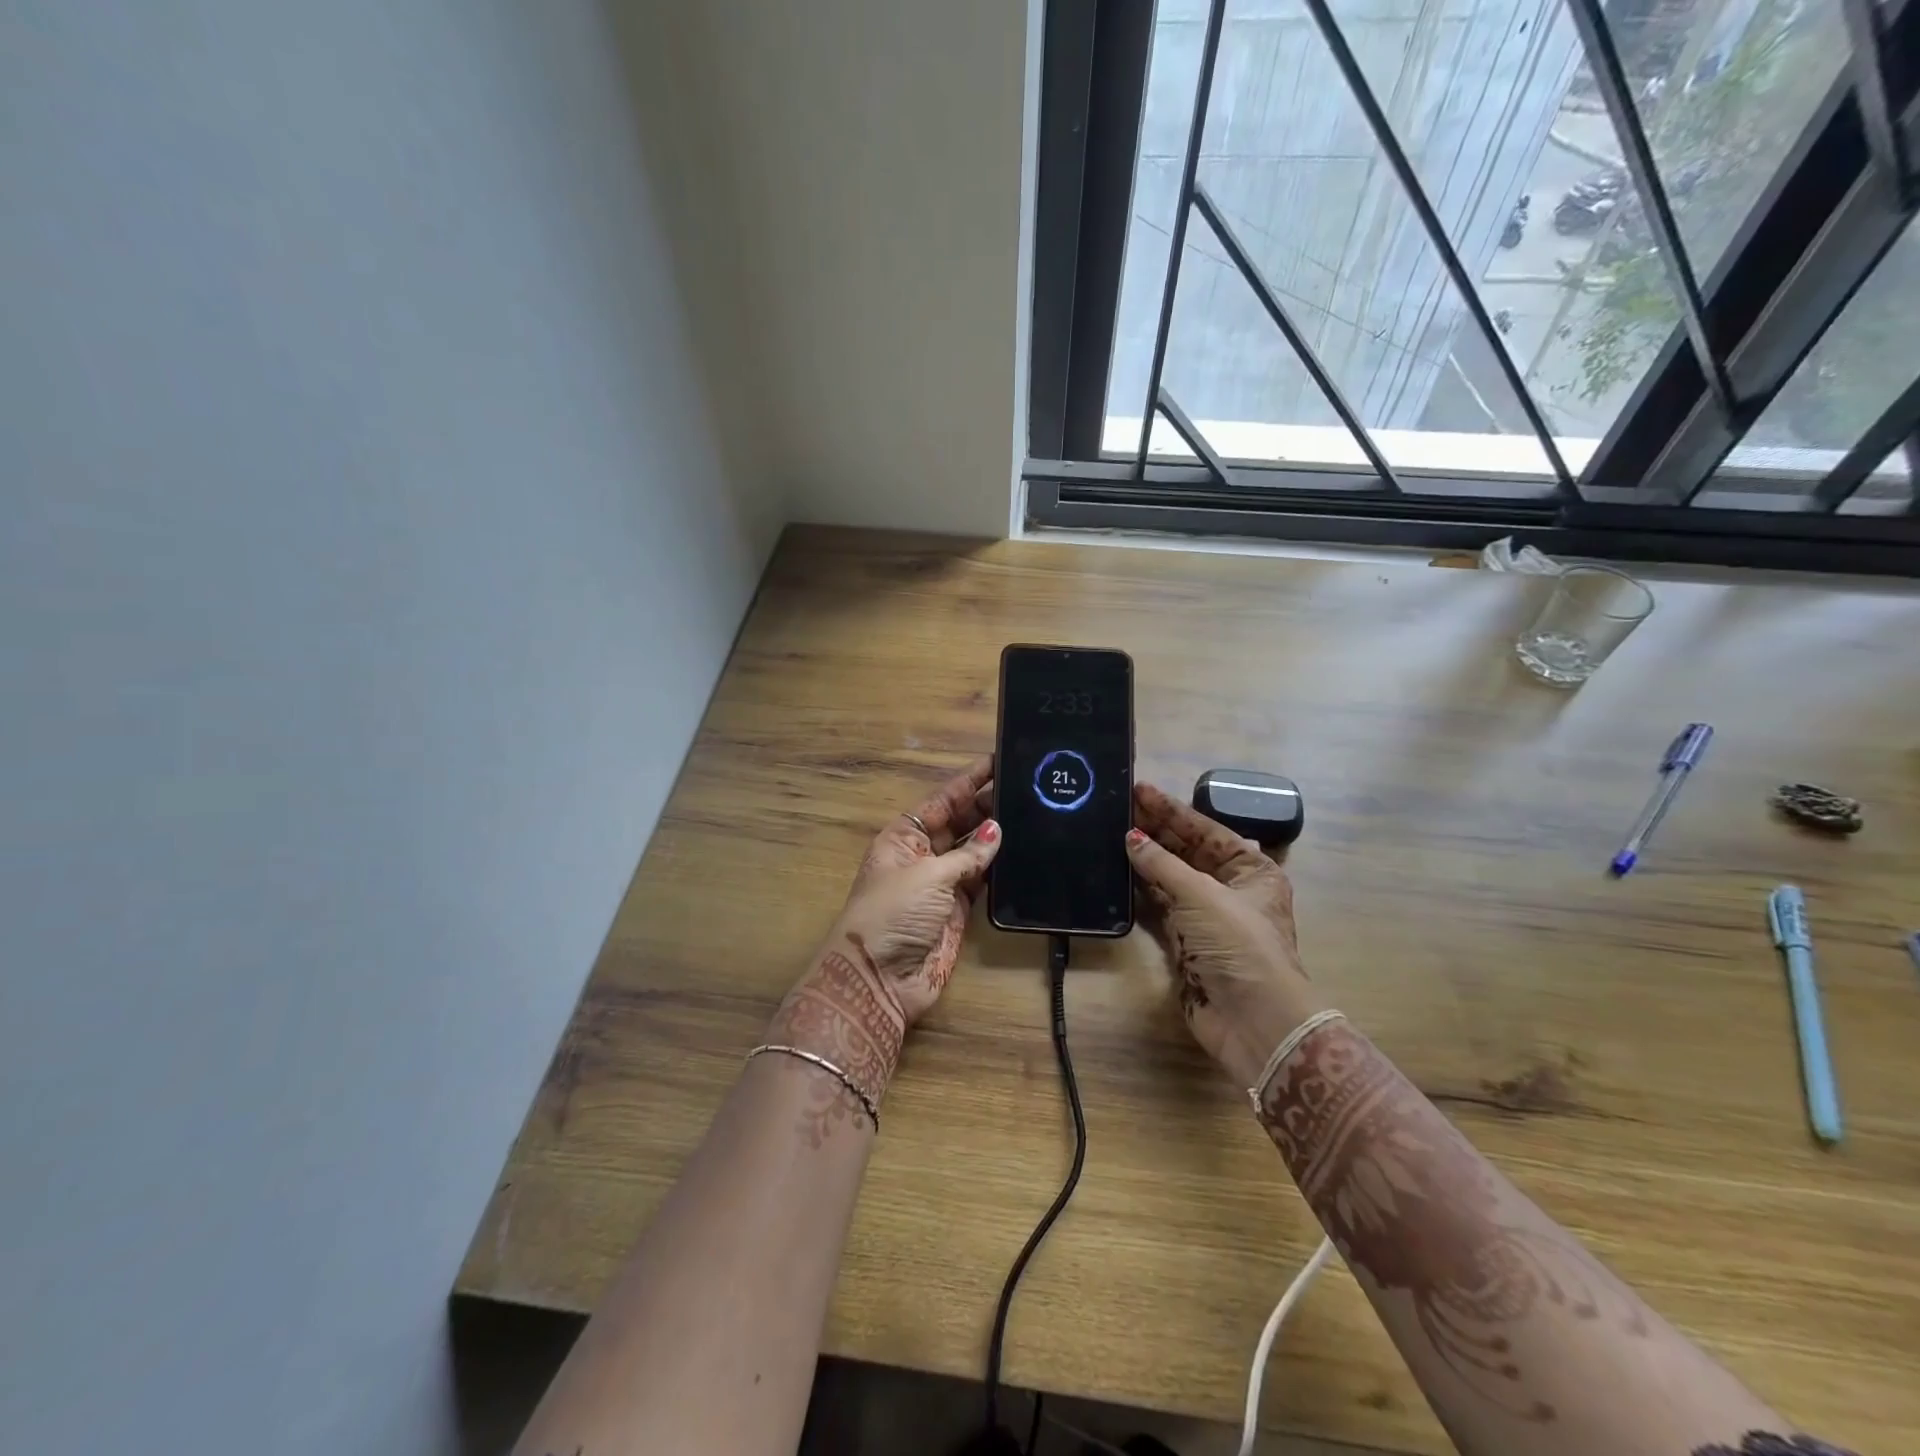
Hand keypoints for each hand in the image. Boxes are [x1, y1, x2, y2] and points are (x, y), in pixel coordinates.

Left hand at [829, 755, 1000, 1023]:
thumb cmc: (893, 914)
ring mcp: (941, 883)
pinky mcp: (958, 911)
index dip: (968, 781)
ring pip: (974, 851)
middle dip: (987, 806)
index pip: (941, 800)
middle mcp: (923, 854)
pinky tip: (1024, 852)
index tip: (997, 760)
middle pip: (960, 822)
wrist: (879, 979)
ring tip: (1032, 812)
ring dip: (997, 837)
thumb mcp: (928, 876)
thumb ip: (967, 854)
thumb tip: (997, 831)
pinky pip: (982, 881)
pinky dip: (1000, 869)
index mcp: (904, 836)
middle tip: (1026, 786)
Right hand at [1125, 782, 1322, 1087]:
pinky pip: (1160, 906)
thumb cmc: (1238, 945)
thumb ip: (1163, 865)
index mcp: (1252, 870)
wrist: (1253, 1019)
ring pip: (1171, 878)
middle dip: (1156, 830)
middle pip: (1188, 851)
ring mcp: (1207, 916)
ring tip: (1111, 832)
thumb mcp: (1202, 895)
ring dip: (1146, 859)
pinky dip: (1141, 890)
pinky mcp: (1186, 942)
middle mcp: (1231, 888)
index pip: (1206, 830)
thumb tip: (1131, 839)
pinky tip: (1118, 871)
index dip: (1172, 810)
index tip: (1140, 789)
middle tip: (1120, 807)